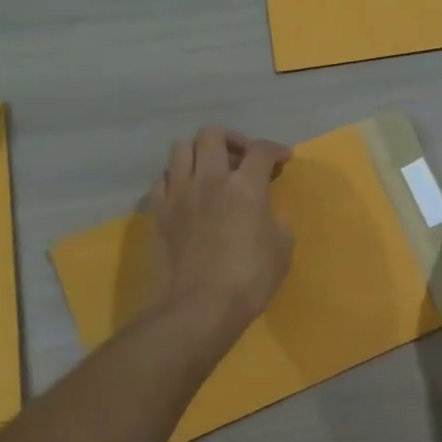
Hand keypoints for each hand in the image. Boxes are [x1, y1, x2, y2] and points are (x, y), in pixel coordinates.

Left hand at [146, 127, 292, 337]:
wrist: (201, 306)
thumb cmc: (250, 279)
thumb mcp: (282, 250)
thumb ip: (276, 222)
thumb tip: (266, 215)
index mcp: (245, 187)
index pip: (261, 151)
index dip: (275, 149)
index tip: (282, 158)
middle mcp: (210, 179)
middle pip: (213, 134)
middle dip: (232, 139)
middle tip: (243, 157)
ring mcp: (179, 193)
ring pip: (181, 148)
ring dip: (200, 151)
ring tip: (211, 168)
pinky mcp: (158, 211)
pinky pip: (162, 178)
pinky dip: (176, 176)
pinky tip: (186, 191)